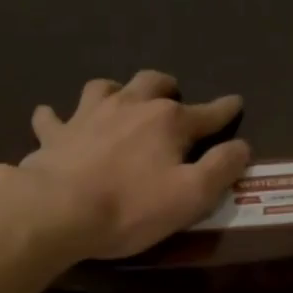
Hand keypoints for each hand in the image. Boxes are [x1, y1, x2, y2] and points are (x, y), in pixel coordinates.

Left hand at [18, 70, 250, 259]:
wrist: (58, 210)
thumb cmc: (131, 207)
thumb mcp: (191, 195)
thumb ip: (221, 168)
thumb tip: (241, 146)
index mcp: (168, 121)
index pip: (207, 113)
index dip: (225, 110)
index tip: (235, 103)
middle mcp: (130, 106)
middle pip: (153, 82)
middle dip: (167, 86)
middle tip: (172, 96)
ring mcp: (88, 115)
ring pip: (105, 87)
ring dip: (117, 90)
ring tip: (120, 100)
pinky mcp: (55, 134)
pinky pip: (52, 117)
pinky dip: (55, 116)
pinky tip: (53, 118)